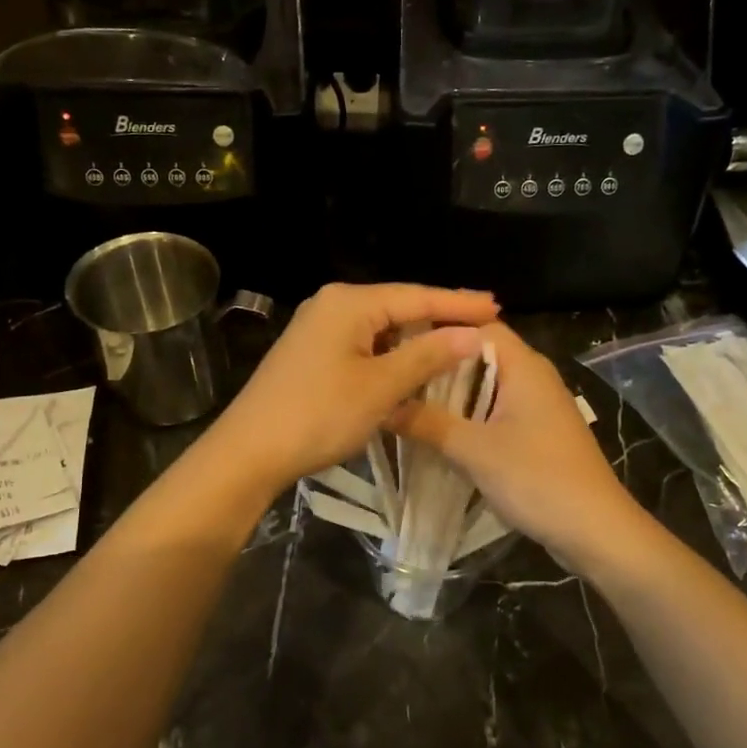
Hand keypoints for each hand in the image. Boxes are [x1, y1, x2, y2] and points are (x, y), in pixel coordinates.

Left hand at [210, 282, 500, 490]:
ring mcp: (318, 329)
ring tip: (457, 345)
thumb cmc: (318, 414)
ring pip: (381, 329)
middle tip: (484, 324)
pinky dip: (391, 356)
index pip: (416, 296)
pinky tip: (412, 368)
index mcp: (348, 303)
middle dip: (439, 318)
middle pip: (398, 308)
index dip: (458, 303)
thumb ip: (428, 356)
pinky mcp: (311, 354)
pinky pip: (363, 346)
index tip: (497, 307)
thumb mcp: (380, 387)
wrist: (249, 451)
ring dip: (416, 340)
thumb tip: (471, 334)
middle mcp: (332, 305)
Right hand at [389, 323, 648, 569]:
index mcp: (524, 366)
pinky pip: (497, 411)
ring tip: (409, 403)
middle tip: (397, 376)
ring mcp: (538, 406)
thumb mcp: (474, 451)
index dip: (440, 331)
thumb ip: (427, 423)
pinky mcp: (538, 432)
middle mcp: (534, 376)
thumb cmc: (537, 479)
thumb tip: (384, 405)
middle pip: (481, 355)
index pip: (478, 326)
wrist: (596, 530)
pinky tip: (441, 433)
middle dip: (441, 366)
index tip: (401, 345)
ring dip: (453, 395)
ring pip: (487, 386)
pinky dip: (470, 416)